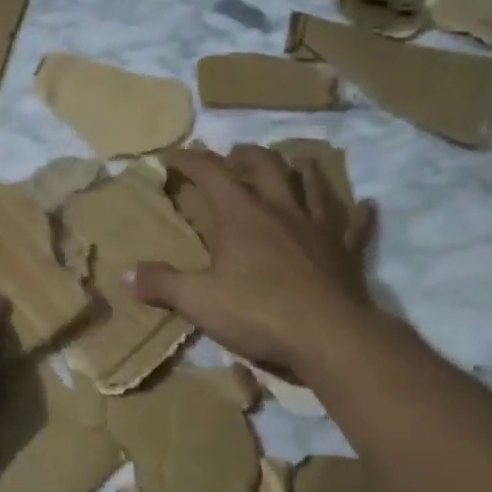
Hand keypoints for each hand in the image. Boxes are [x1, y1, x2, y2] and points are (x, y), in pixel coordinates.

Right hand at [126, 145, 377, 382]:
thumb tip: (125, 273)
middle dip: (246, 155)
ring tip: (294, 165)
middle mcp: (281, 210)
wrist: (329, 337)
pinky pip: (355, 225)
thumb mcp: (199, 301)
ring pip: (312, 186)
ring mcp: (318, 228)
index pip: (211, 174)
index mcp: (242, 215)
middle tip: (234, 156)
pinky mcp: (345, 252)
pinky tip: (365, 205)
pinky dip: (358, 214)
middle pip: (266, 166)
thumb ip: (162, 284)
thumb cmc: (258, 313)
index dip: (190, 160)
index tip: (172, 155)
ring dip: (301, 171)